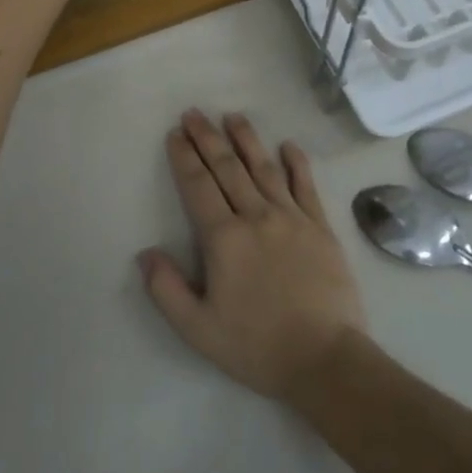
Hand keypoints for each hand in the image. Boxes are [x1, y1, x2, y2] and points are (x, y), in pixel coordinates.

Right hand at [138, 111, 366, 399]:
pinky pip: (306, 186)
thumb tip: (145, 253)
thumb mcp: (198, 329)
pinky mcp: (320, 228)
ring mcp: (292, 218)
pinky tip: (288, 146)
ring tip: (233, 116)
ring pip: (264, 168)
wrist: (325, 359)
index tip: (175, 134)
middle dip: (207, 138)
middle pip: (227, 168)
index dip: (184, 158)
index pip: (198, 186)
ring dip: (246, 140)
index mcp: (225, 238)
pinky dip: (296, 164)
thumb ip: (167, 290)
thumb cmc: (257, 346)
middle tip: (194, 113)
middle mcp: (257, 217)